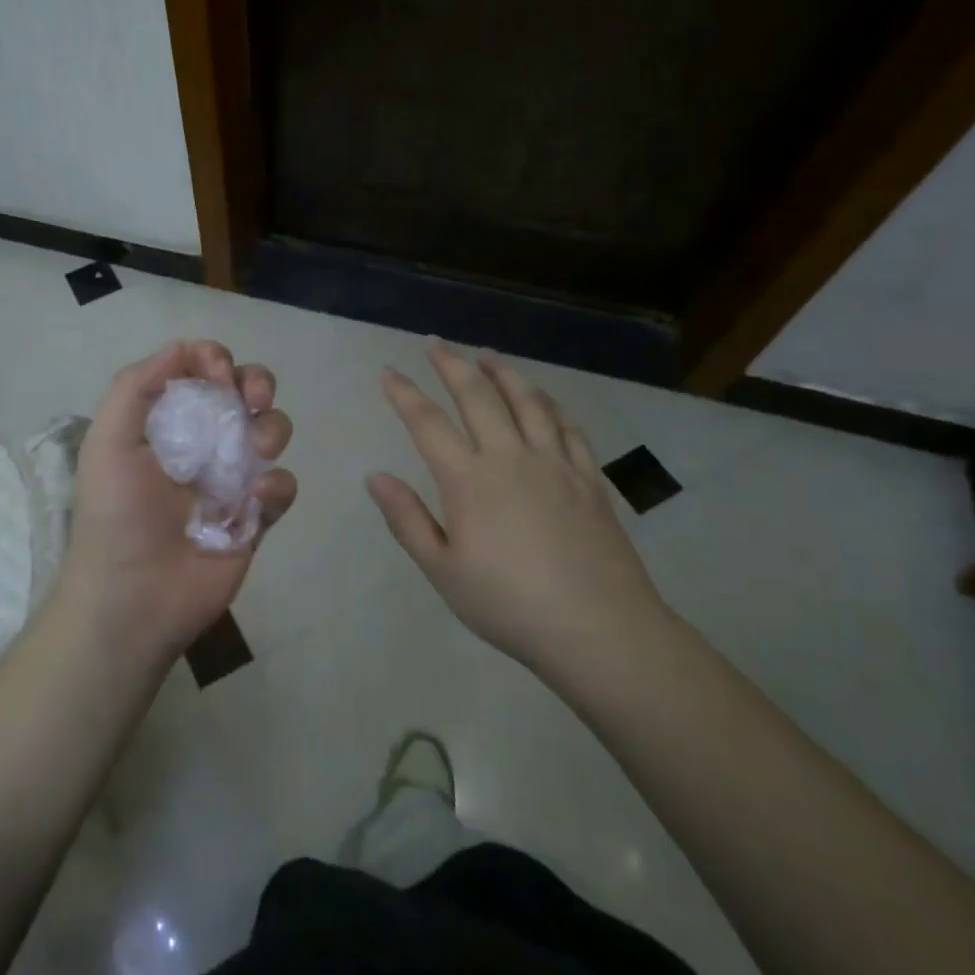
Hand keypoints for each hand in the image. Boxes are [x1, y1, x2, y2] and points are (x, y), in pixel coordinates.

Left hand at [59, 340, 296, 665]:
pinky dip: (276, 485)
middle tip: (253, 397)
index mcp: (166, 422)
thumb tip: (182, 348)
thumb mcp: (108, 440)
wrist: (133, 597)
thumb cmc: (116, 514)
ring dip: (271, 428)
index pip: (200, 371)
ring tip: (254, 449)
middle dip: (257, 382)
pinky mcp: (255, 517)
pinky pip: (282, 486)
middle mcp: (202, 442)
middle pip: (245, 392)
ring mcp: (231, 479)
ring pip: (271, 431)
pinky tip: (254, 499)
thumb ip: (136, 385)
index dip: (214, 359)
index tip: (218, 373)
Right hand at [367, 342, 669, 688]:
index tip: (388, 372)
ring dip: (503, 372)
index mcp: (469, 480)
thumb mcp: (443, 571)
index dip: (404, 393)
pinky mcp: (589, 478)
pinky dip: (550, 405)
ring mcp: (555, 464)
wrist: (599, 630)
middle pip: (478, 396)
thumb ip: (407, 520)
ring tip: (487, 354)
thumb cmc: (509, 605)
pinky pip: (568, 427)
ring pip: (527, 401)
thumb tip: (375, 476)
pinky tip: (544, 399)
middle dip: (452, 364)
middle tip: (436, 343)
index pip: (427, 422)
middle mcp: (510, 458)